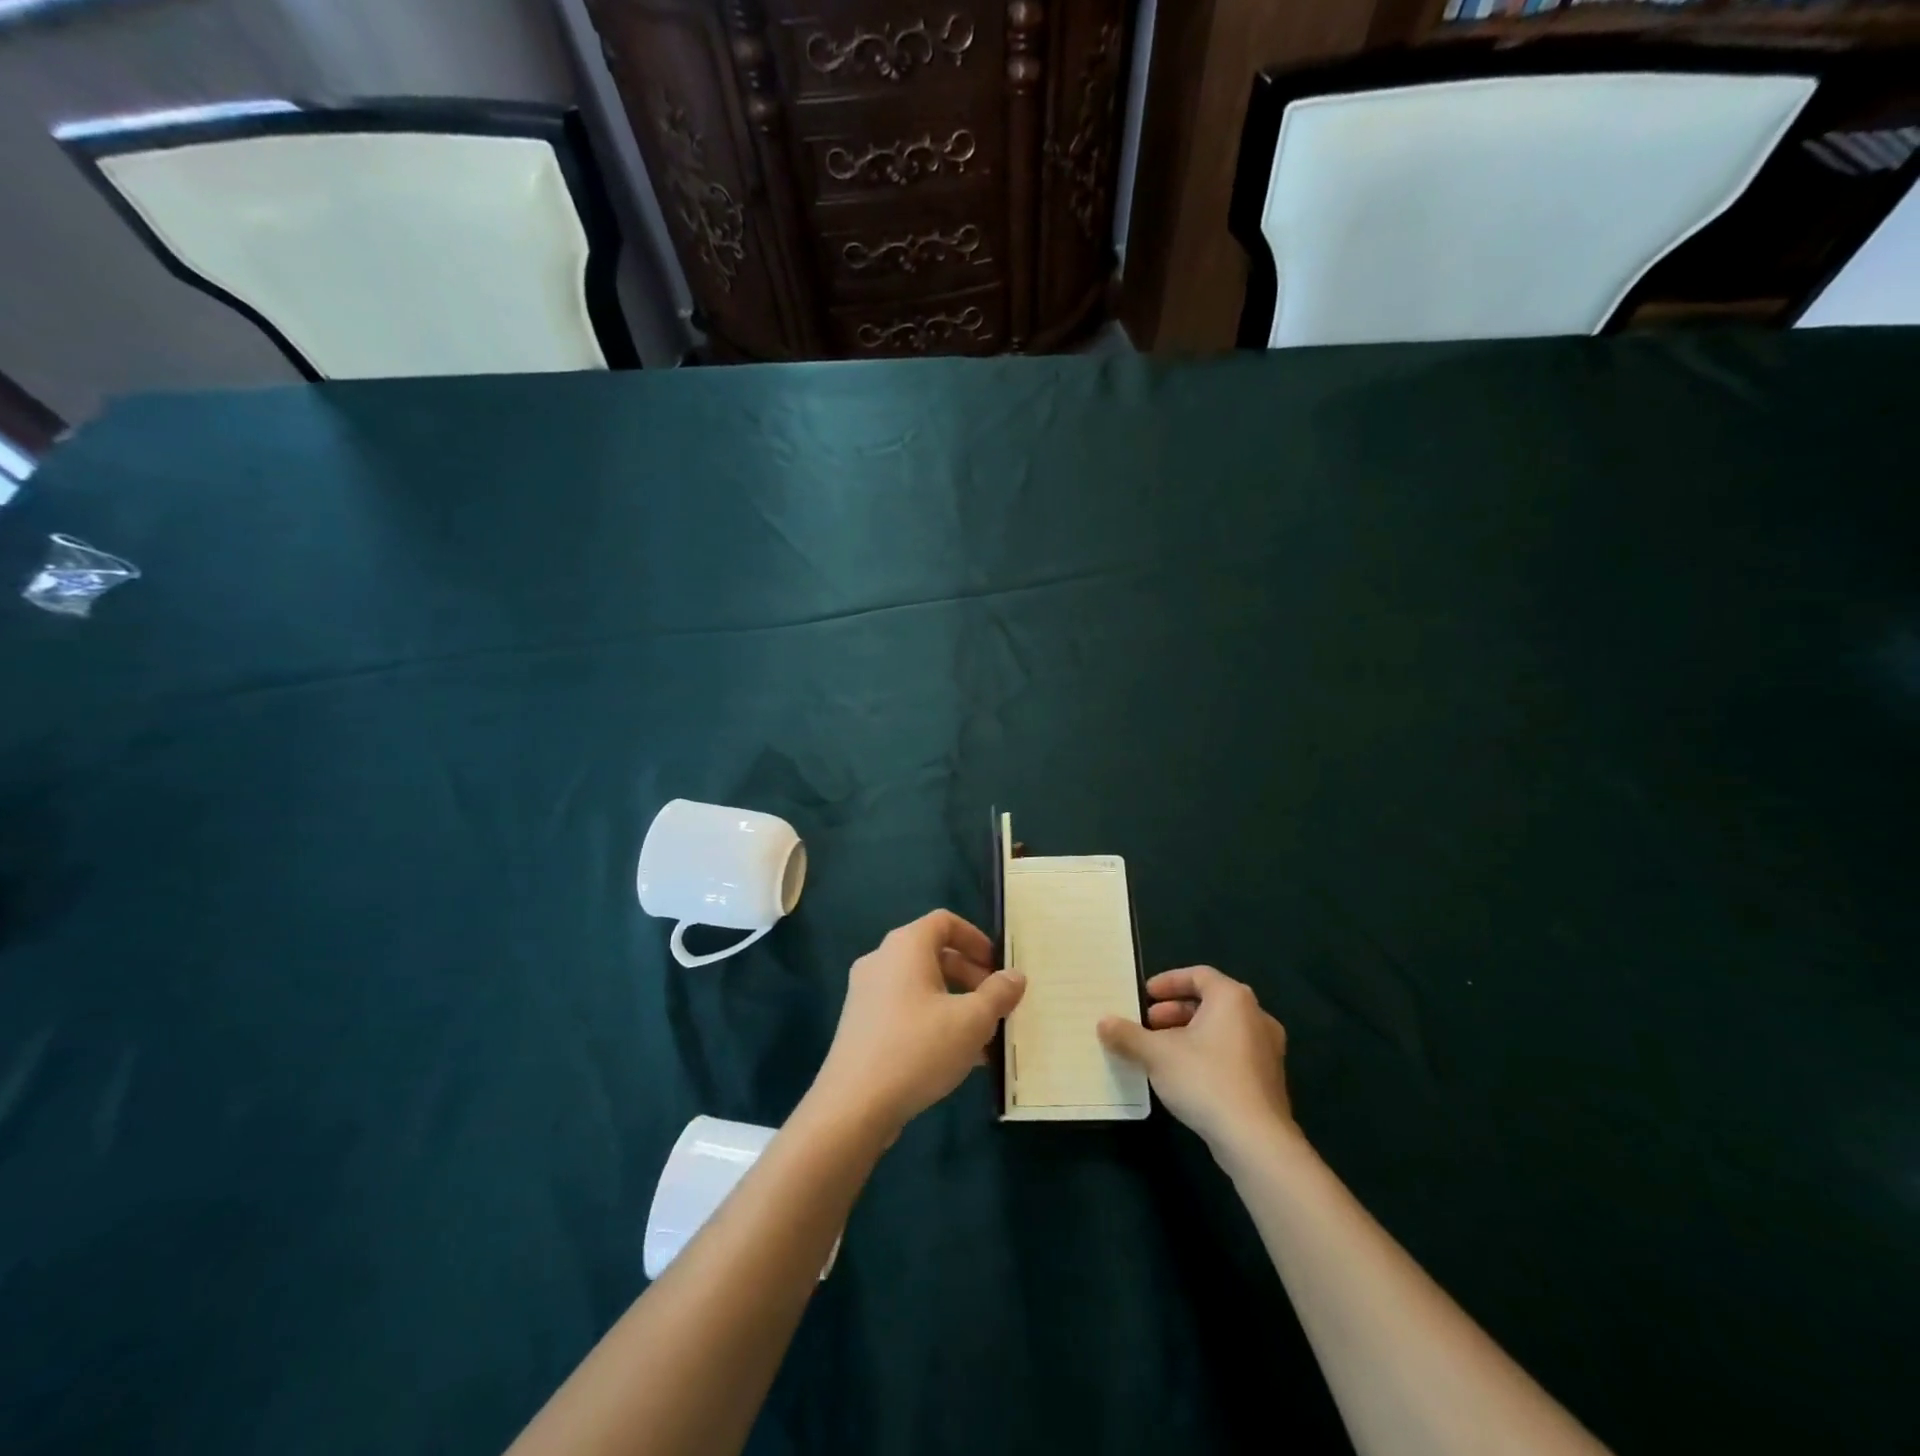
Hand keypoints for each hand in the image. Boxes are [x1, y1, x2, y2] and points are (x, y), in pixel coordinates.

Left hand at [811, 911, 1025, 1139]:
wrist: (852, 1106)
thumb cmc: (917, 1048)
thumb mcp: (972, 1021)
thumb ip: (998, 994)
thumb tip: (1015, 976)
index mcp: (905, 946)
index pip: (944, 921)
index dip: (976, 938)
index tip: (998, 966)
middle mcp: (881, 960)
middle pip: (934, 954)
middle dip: (971, 977)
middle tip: (997, 1006)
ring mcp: (866, 993)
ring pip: (921, 986)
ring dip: (955, 1004)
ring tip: (984, 1039)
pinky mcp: (861, 1025)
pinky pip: (905, 1010)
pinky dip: (933, 1022)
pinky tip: (957, 1059)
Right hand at [1098, 967, 1295, 1157]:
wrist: (1256, 1141)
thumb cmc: (1205, 1080)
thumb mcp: (1157, 1054)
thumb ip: (1128, 1035)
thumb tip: (1103, 1023)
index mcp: (1233, 999)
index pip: (1198, 975)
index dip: (1169, 982)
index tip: (1145, 995)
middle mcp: (1256, 1016)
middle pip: (1210, 1002)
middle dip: (1175, 1011)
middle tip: (1148, 1024)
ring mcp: (1267, 1050)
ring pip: (1222, 1029)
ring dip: (1190, 1034)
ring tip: (1161, 1051)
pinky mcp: (1269, 1080)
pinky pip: (1233, 1052)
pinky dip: (1207, 1053)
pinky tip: (1185, 1076)